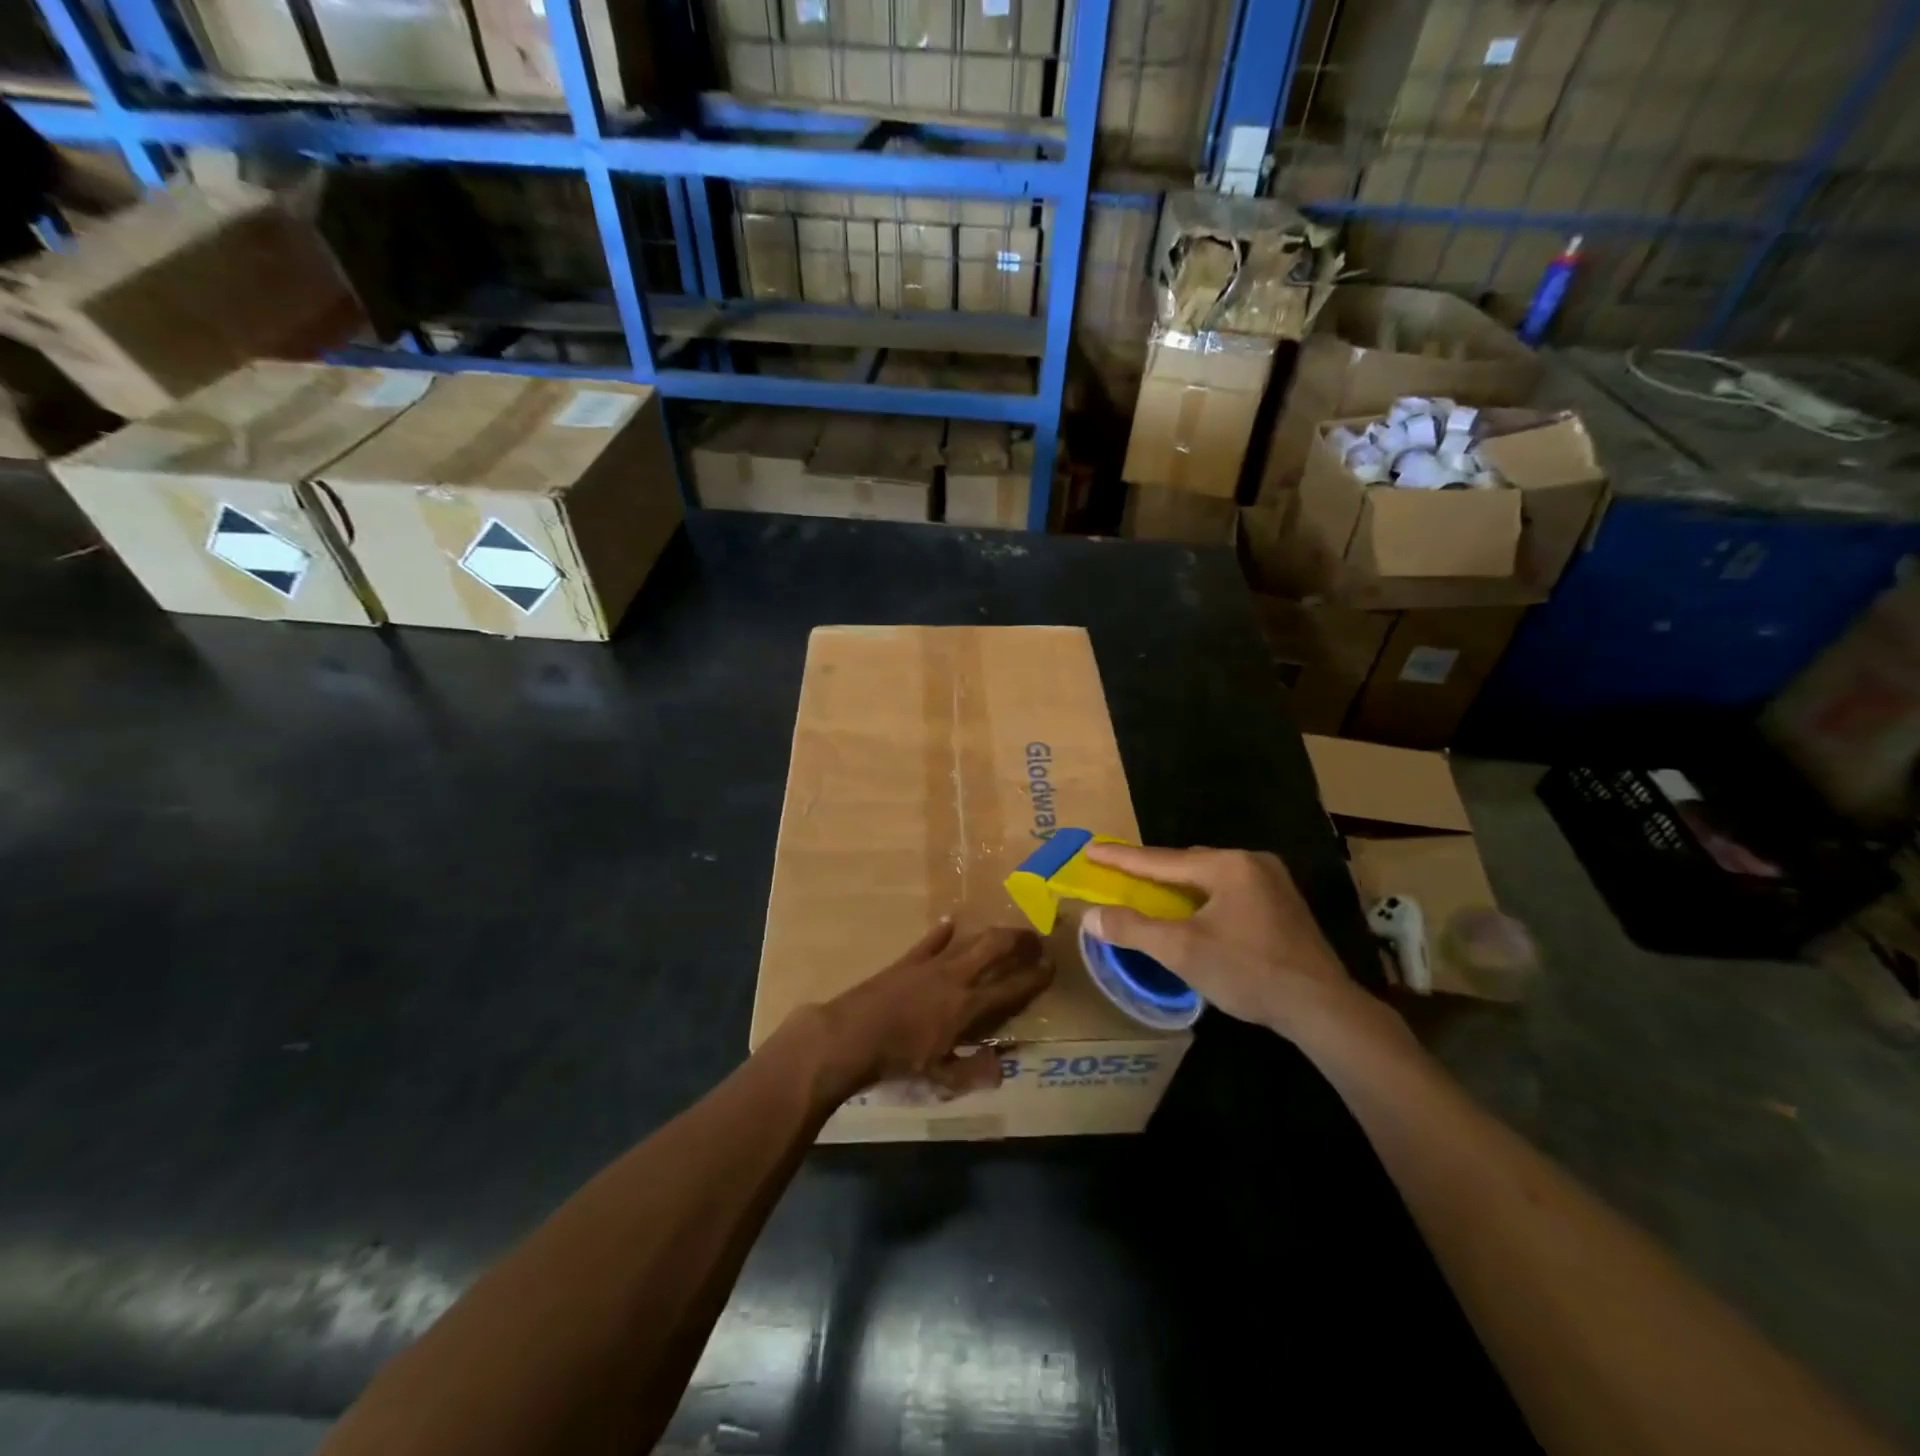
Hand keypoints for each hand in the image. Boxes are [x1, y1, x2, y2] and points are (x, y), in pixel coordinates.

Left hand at [814, 921, 1048, 1098]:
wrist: (850, 1035)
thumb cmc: (897, 1061)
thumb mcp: (939, 1078)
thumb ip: (973, 1071)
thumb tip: (1004, 1068)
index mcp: (967, 1007)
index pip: (1011, 988)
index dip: (1035, 977)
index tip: (1052, 966)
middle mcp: (955, 978)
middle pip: (995, 947)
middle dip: (1019, 940)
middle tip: (1035, 938)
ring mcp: (930, 964)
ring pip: (969, 940)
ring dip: (990, 934)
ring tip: (1004, 932)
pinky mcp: (907, 960)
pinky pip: (931, 941)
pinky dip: (942, 932)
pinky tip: (950, 922)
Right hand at [1083, 844, 1398, 1044]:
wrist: (1322, 1007)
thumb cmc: (1248, 972)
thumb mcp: (1182, 951)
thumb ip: (1133, 929)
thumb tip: (1089, 915)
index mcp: (1227, 865)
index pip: (1160, 860)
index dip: (1121, 858)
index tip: (1090, 849)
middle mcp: (1251, 862)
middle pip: (1187, 865)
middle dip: (1151, 871)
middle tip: (1119, 875)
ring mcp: (1272, 882)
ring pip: (1209, 878)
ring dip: (1177, 887)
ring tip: (1149, 895)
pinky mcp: (1282, 905)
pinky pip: (1228, 892)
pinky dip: (1202, 899)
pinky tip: (1193, 915)